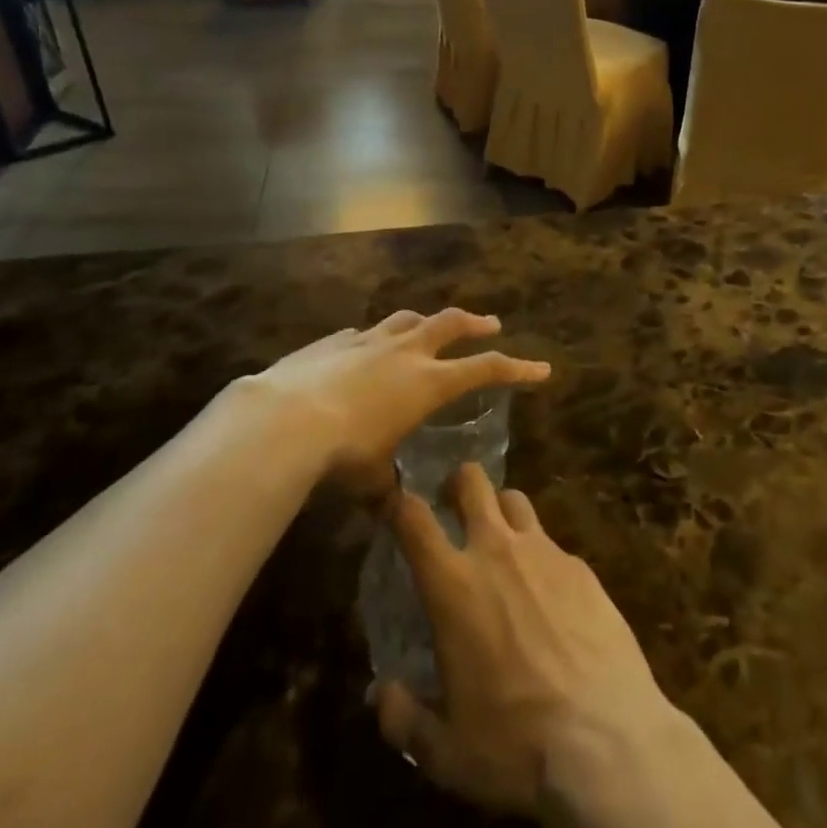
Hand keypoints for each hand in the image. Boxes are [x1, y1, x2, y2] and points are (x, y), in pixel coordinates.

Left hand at [231, 310, 549, 494]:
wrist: (285, 419)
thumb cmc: (342, 453)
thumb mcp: (372, 479)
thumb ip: (387, 488)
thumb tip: (392, 508)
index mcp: (427, 383)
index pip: (485, 369)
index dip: (516, 368)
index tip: (541, 369)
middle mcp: (405, 353)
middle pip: (451, 324)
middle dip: (475, 323)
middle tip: (491, 323)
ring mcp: (368, 340)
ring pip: (408, 319)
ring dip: (425, 322)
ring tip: (429, 327)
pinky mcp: (335, 341)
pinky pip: (364, 333)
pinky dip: (375, 339)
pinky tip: (366, 350)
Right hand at [375, 463, 683, 815]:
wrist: (607, 741)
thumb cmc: (514, 745)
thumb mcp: (445, 752)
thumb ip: (404, 719)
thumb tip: (380, 696)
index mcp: (453, 585)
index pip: (413, 518)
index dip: (399, 504)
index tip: (395, 508)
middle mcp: (496, 550)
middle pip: (472, 481)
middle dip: (458, 482)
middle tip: (453, 504)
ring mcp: (544, 551)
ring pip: (515, 499)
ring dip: (500, 510)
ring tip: (501, 541)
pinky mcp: (582, 567)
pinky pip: (552, 543)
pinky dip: (540, 556)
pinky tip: (549, 594)